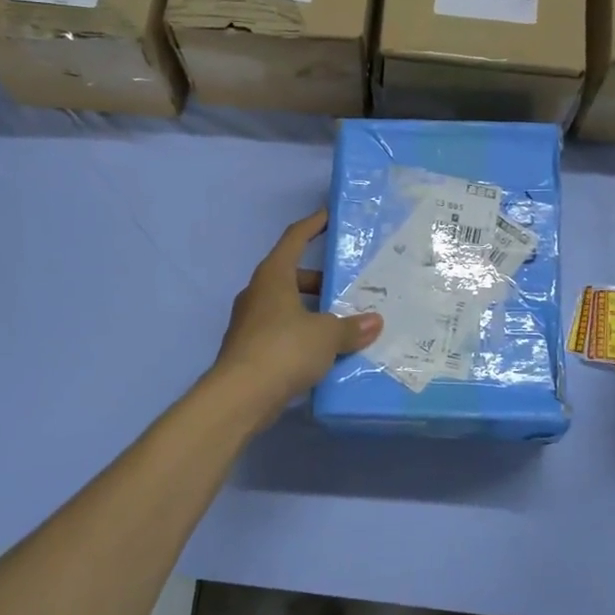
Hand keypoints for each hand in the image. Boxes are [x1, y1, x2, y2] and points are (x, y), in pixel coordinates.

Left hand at [212, 211, 382, 421]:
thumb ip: (351, 327)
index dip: (313, 225)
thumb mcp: (326, 335)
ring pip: (287, 306)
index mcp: (273, 276)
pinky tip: (325, 352)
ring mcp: (250, 322)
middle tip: (349, 287)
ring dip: (312, 310)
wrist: (240, 397)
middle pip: (292, 275)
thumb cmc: (283, 350)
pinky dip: (303, 335)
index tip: (329, 217)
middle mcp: (258, 293)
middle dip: (320, 280)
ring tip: (343, 323)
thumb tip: (374, 322)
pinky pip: (282, 332)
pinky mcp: (249, 350)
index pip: (294, 238)